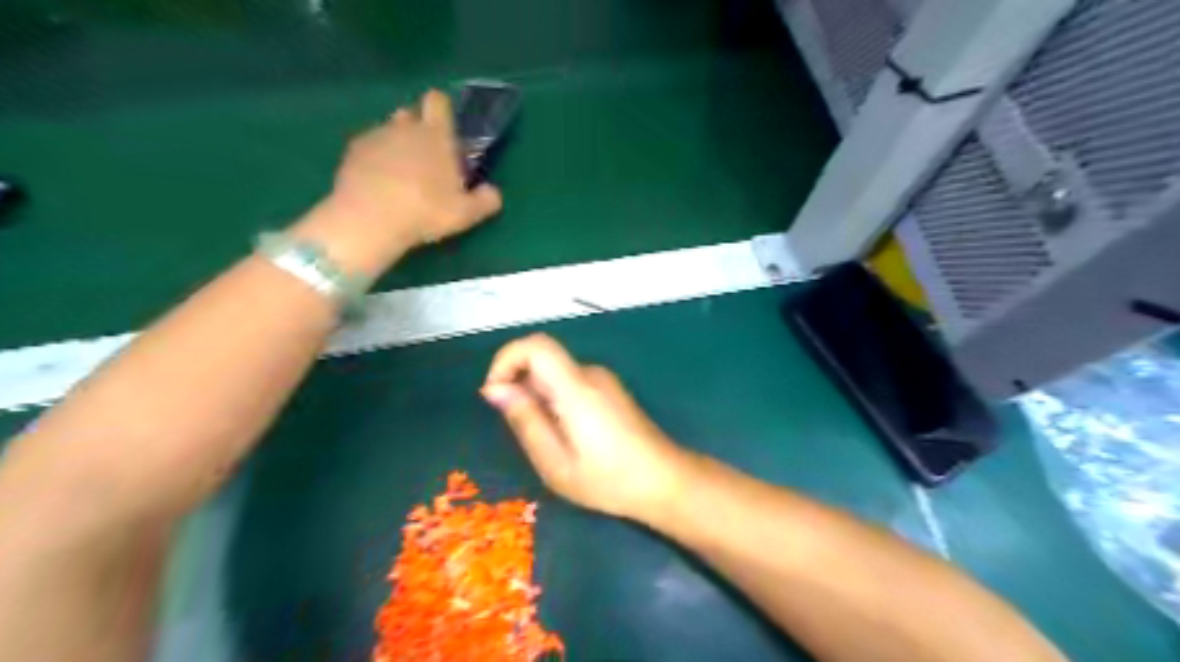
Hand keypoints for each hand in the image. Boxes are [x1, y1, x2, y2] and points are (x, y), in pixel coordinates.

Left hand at [294, 87, 501, 274]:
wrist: (370, 219)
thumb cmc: (426, 211)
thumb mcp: (466, 214)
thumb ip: (485, 200)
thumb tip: (494, 192)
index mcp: (436, 135)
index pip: (438, 101)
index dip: (442, 110)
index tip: (446, 129)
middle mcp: (405, 127)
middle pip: (411, 113)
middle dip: (418, 128)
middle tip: (426, 158)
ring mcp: (375, 137)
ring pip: (388, 131)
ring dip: (395, 145)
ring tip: (399, 175)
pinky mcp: (352, 152)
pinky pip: (368, 148)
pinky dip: (373, 160)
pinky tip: (378, 184)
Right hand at [478, 336, 692, 522]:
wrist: (664, 481)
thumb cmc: (609, 479)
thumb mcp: (556, 462)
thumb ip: (525, 420)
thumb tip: (495, 389)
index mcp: (576, 388)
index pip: (535, 345)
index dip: (506, 360)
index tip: (495, 394)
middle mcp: (590, 374)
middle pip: (542, 360)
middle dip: (520, 388)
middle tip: (524, 433)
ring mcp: (602, 380)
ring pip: (554, 374)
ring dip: (537, 398)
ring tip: (550, 442)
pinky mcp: (609, 389)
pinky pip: (569, 384)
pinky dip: (555, 402)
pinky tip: (568, 438)